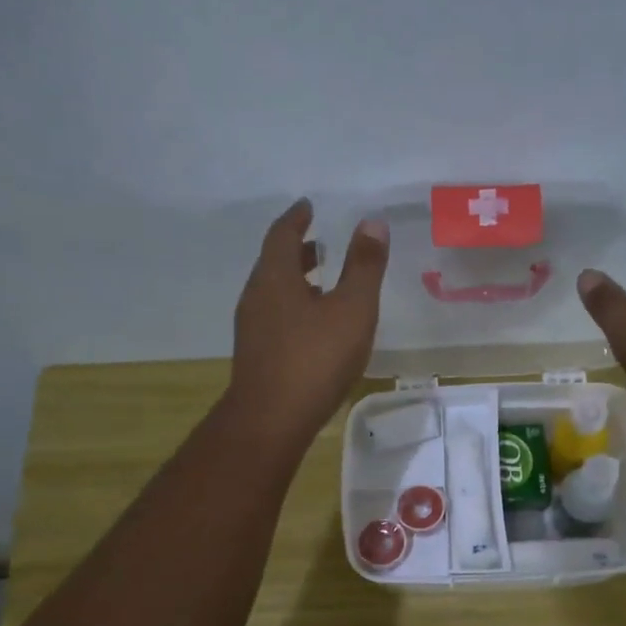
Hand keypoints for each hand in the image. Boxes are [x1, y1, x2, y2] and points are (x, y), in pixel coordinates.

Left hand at [225, 199, 389, 450]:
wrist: (272, 419)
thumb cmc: (315, 359)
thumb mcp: (352, 309)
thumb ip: (364, 267)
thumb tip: (372, 223)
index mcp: (276, 277)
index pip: (282, 234)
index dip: (297, 217)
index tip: (308, 206)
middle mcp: (257, 296)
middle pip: (274, 262)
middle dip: (297, 250)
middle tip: (320, 243)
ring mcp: (252, 328)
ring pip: (274, 292)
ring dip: (295, 281)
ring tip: (321, 282)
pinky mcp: (256, 355)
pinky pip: (275, 317)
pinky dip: (293, 307)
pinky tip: (313, 327)